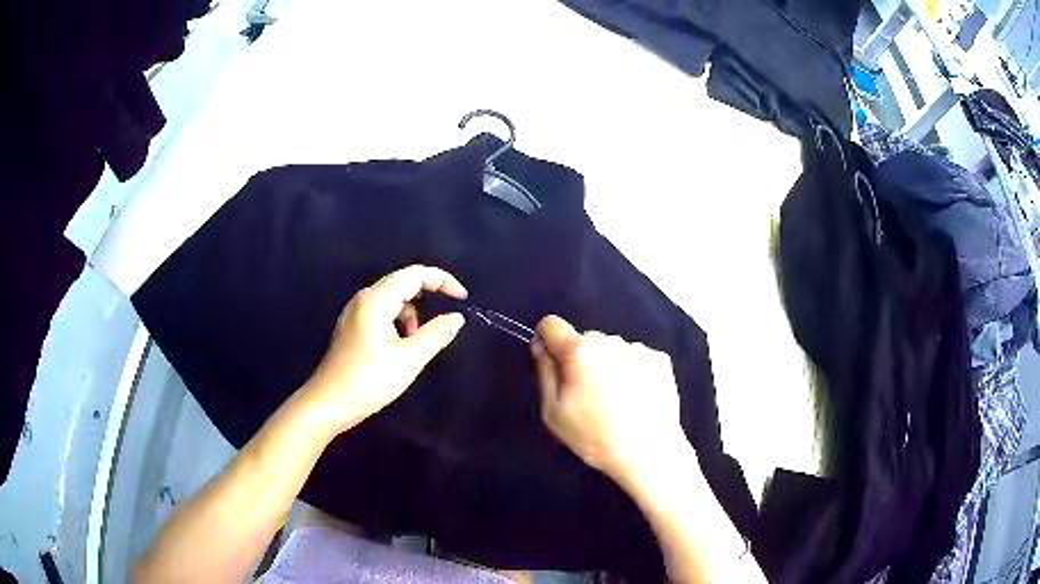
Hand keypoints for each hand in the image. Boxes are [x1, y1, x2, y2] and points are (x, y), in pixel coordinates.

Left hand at [303, 265, 467, 434]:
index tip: (463, 298)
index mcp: (375, 300)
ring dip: (411, 314)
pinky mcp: (352, 327)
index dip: (442, 281)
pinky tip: (398, 348)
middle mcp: (363, 299)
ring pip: (392, 300)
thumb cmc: (368, 381)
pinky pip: (382, 313)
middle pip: (402, 282)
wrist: (328, 404)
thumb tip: (457, 317)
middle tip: (447, 317)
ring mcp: (354, 313)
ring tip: (415, 344)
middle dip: (429, 295)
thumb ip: (436, 335)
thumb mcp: (408, 360)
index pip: (414, 275)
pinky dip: (397, 323)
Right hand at [531, 316, 688, 486]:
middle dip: (581, 359)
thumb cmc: (594, 436)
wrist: (648, 452)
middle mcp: (609, 341)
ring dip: (608, 365)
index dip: (548, 341)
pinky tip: (637, 397)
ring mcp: (638, 349)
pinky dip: (633, 371)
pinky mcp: (660, 359)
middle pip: (584, 339)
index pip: (551, 324)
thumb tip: (540, 344)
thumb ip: (544, 372)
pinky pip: (635, 358)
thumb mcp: (553, 412)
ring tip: (616, 400)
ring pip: (612, 349)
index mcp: (578, 351)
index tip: (554, 365)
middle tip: (588, 394)